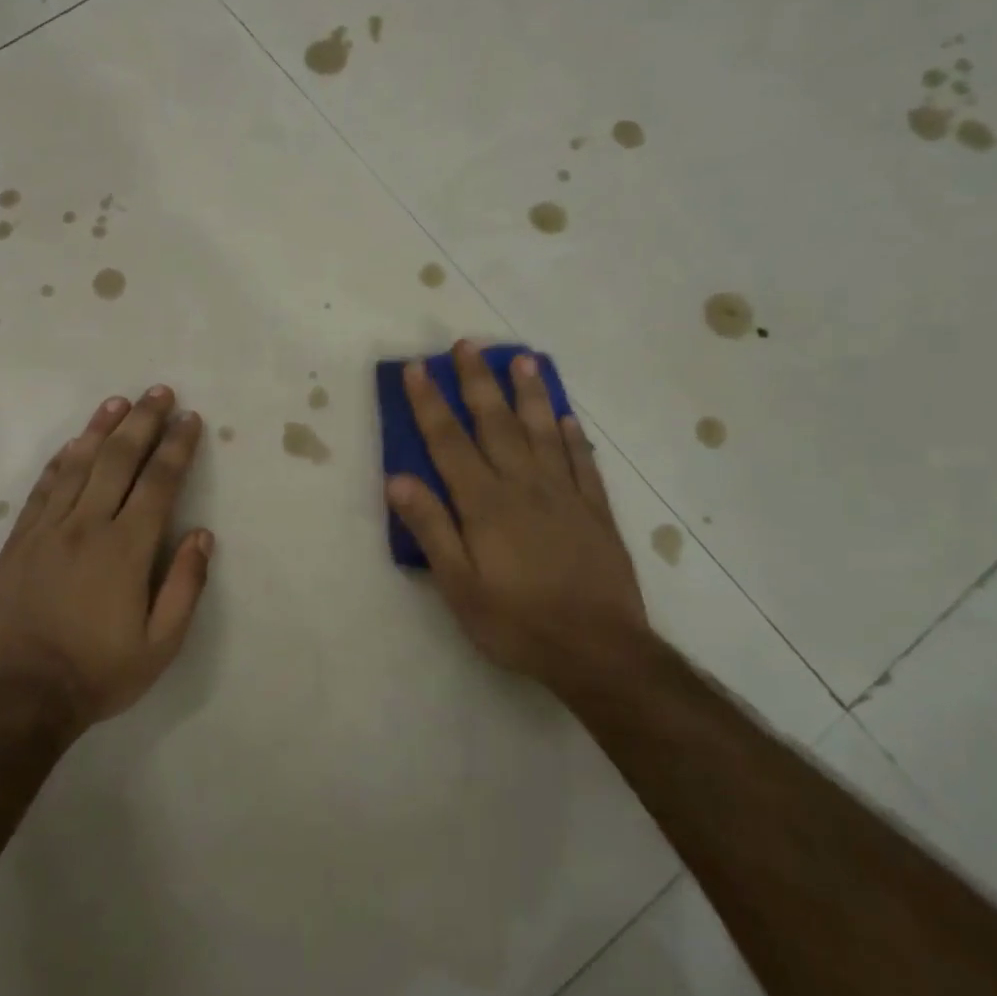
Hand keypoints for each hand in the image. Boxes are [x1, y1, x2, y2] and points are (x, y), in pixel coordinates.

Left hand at [0, 386, 213, 728]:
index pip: (159, 483)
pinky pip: (42, 489)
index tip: (190, 420)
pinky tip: (73, 444)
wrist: (22, 696)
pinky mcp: (19, 541)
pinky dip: (60, 461)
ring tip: (118, 403)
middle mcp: (87, 526)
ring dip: (101, 429)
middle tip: (159, 392)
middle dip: (143, 422)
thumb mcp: (161, 645)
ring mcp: (48, 530)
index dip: (177, 447)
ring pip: (77, 465)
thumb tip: (202, 536)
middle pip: (118, 460)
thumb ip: (185, 586)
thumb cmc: (100, 672)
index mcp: (126, 549)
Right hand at [386, 341, 645, 682]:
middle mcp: (524, 486)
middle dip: (478, 382)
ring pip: (544, 431)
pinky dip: (573, 436)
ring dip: (529, 394)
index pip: (449, 442)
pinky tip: (567, 417)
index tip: (417, 368)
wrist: (599, 650)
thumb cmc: (517, 621)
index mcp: (485, 503)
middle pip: (497, 423)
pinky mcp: (596, 511)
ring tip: (522, 359)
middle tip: (467, 345)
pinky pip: (583, 462)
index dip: (430, 403)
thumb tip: (397, 479)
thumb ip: (431, 528)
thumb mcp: (459, 585)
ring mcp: (565, 494)